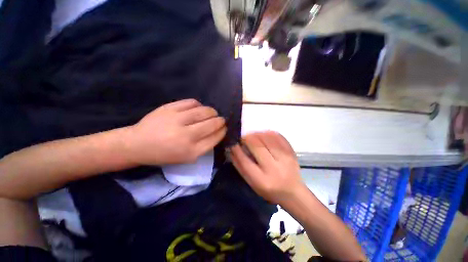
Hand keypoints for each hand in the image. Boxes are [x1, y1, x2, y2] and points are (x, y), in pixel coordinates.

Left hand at [126, 99, 226, 165]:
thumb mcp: (187, 157)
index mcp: (192, 151)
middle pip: (212, 124)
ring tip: (213, 113)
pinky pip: (192, 102)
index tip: (224, 128)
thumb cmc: (165, 154)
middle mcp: (186, 136)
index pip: (215, 138)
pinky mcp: (169, 108)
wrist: (138, 144)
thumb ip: (204, 145)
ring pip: (204, 111)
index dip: (223, 131)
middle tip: (221, 120)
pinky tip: (198, 108)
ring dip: (212, 111)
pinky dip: (199, 105)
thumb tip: (217, 131)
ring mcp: (177, 120)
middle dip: (221, 121)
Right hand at [230, 131, 303, 204]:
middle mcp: (274, 168)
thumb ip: (240, 167)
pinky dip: (268, 133)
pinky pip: (278, 136)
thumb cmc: (269, 189)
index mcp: (262, 180)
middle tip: (243, 138)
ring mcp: (285, 158)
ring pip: (267, 138)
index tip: (233, 143)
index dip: (236, 150)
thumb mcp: (252, 183)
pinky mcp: (291, 152)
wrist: (293, 192)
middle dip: (247, 139)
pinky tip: (263, 135)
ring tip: (252, 136)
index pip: (245, 161)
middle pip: (257, 146)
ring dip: (257, 134)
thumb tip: (232, 150)